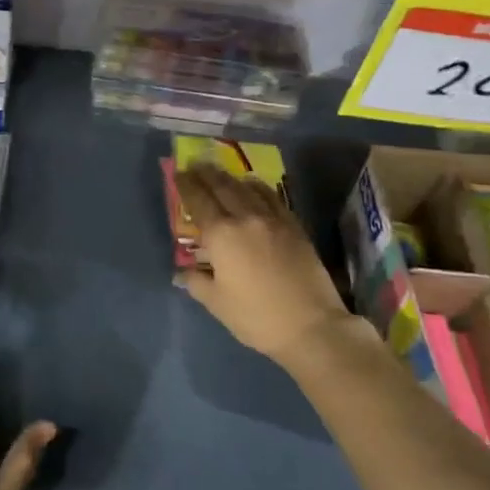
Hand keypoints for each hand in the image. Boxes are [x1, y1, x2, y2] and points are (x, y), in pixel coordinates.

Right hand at [173, 164, 362, 367]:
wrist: (311, 325)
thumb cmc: (256, 317)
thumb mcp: (217, 303)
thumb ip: (196, 282)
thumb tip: (182, 271)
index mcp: (221, 235)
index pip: (199, 201)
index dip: (186, 185)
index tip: (178, 174)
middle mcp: (245, 218)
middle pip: (222, 187)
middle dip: (206, 173)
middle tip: (195, 164)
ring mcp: (273, 219)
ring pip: (247, 188)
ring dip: (230, 177)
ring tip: (220, 172)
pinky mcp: (294, 226)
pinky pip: (272, 197)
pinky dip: (257, 187)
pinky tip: (253, 186)